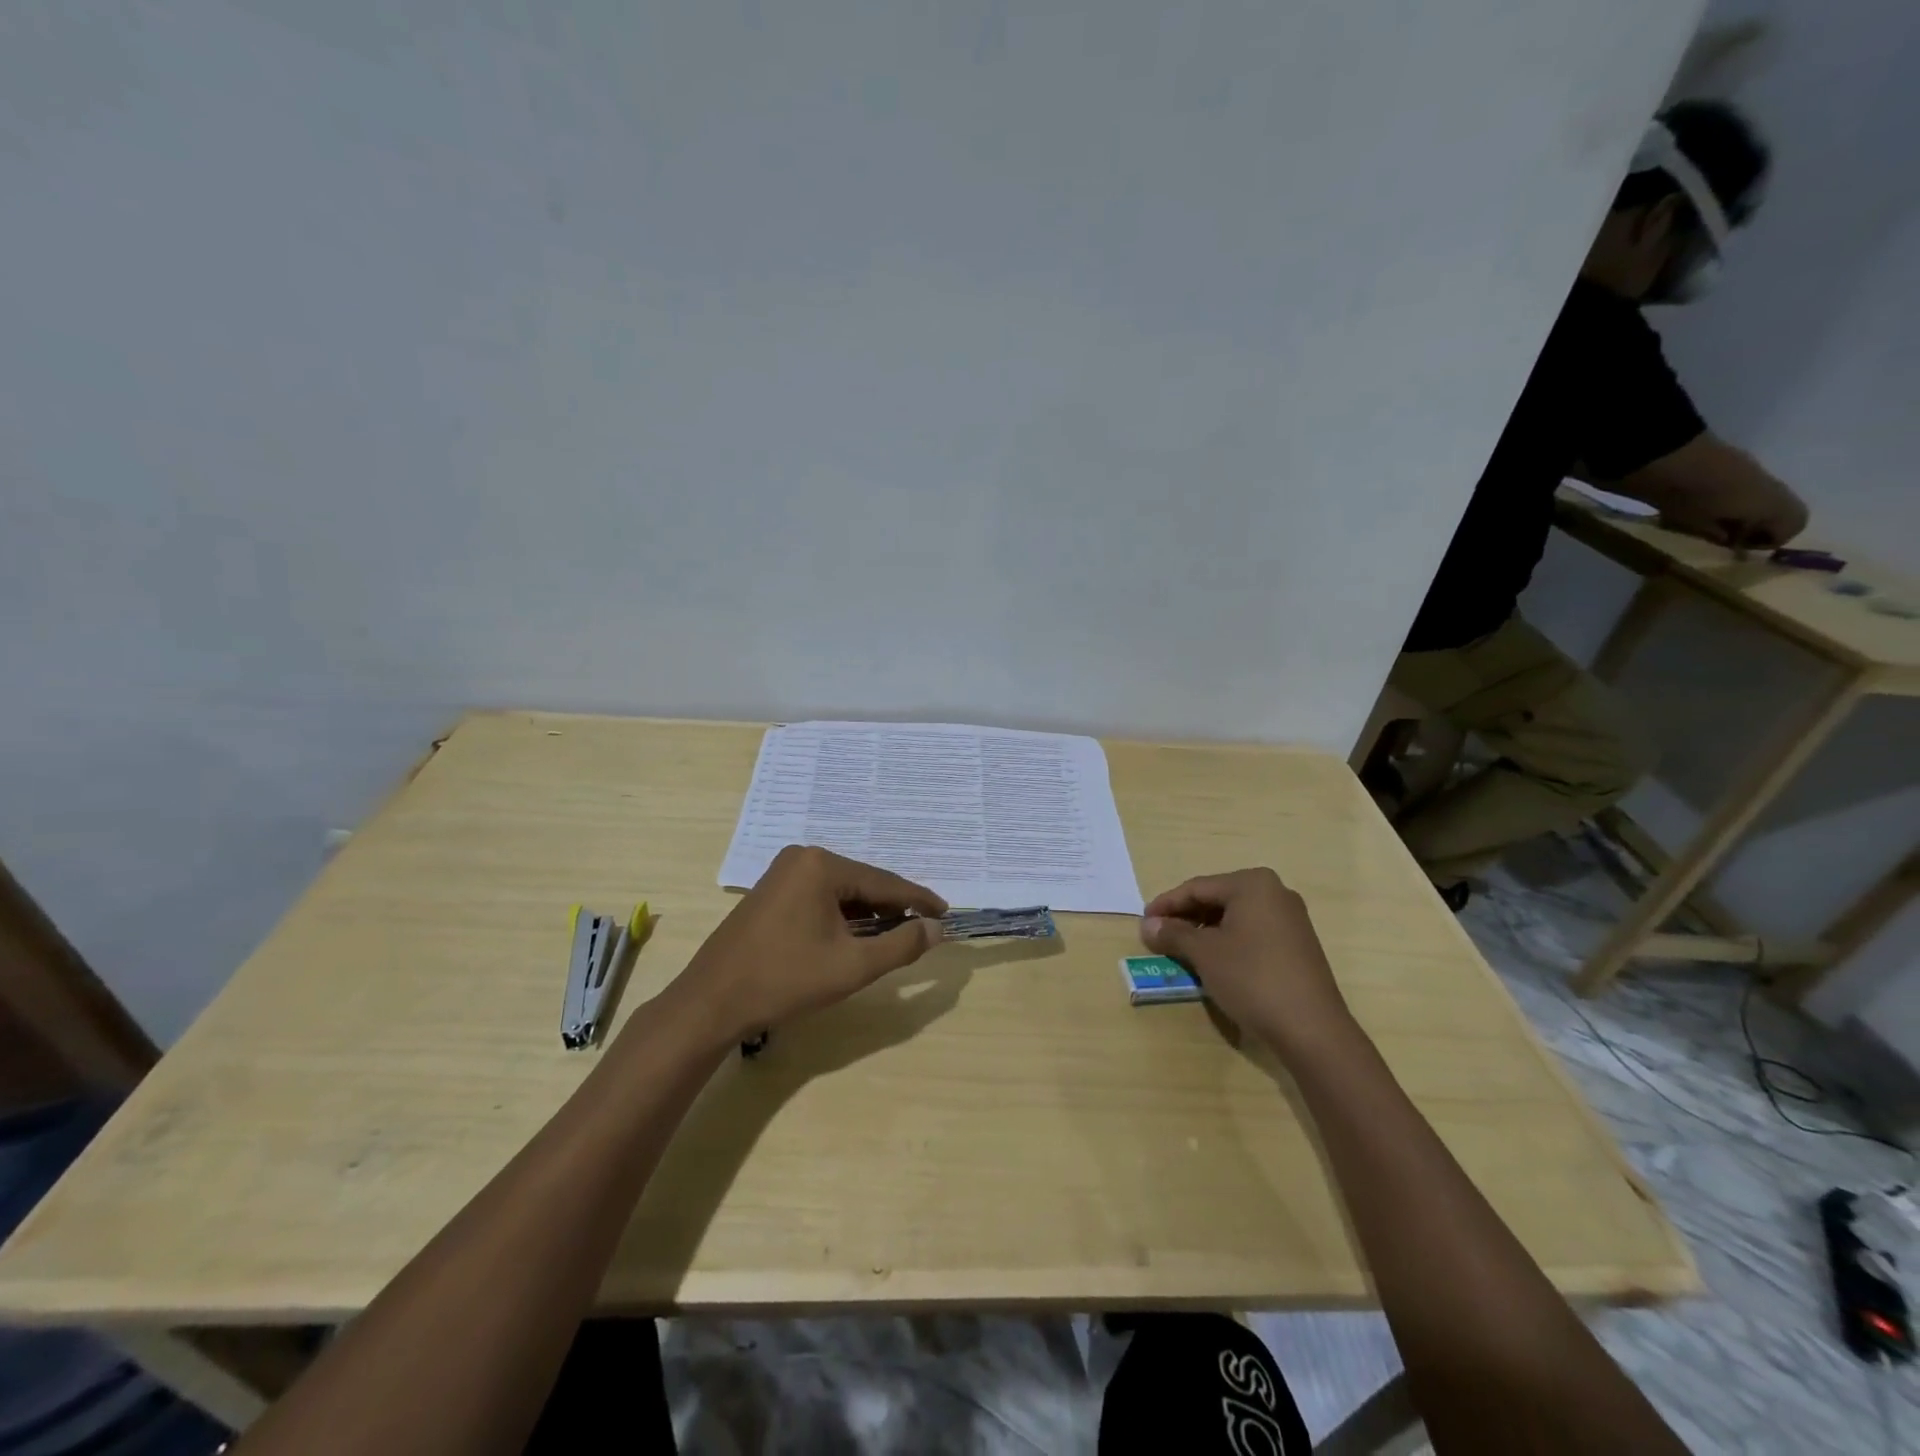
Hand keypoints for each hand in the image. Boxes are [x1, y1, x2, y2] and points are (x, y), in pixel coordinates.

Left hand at [668, 846, 946, 1045]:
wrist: (712, 1002)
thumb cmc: (786, 980)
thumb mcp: (852, 966)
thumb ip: (901, 945)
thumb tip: (936, 928)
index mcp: (822, 865)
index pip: (884, 882)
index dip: (918, 900)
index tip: (946, 912)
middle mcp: (803, 858)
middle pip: (862, 883)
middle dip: (892, 907)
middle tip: (922, 927)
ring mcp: (783, 873)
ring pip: (841, 892)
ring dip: (868, 914)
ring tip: (895, 935)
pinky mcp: (771, 893)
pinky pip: (820, 898)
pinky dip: (842, 916)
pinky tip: (856, 935)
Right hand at [1140, 868, 1352, 1054]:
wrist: (1312, 1029)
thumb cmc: (1252, 978)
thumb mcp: (1204, 954)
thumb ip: (1173, 934)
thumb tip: (1147, 925)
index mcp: (1252, 884)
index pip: (1197, 887)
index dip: (1166, 904)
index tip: (1143, 922)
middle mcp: (1275, 892)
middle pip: (1217, 898)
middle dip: (1186, 917)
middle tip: (1159, 936)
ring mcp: (1290, 918)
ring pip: (1234, 916)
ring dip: (1205, 931)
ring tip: (1181, 950)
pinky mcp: (1297, 944)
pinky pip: (1252, 932)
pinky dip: (1227, 941)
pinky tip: (1213, 960)